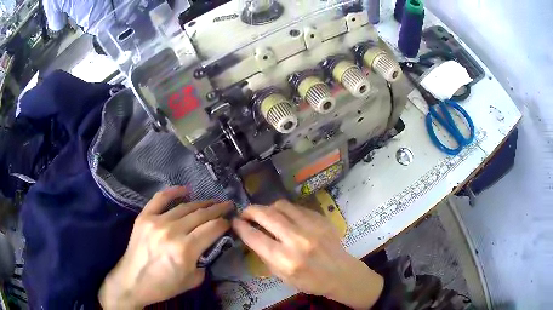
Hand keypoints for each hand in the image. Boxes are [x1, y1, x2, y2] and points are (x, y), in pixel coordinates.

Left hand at [98, 186, 232, 308]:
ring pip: (184, 207)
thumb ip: (204, 262)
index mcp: (186, 249)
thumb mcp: (192, 281)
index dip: (224, 223)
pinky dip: (173, 192)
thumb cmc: (163, 286)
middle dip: (217, 209)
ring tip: (212, 201)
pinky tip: (185, 190)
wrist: (132, 282)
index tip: (231, 221)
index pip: (212, 229)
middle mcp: (172, 231)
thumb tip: (209, 247)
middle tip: (228, 205)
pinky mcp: (144, 217)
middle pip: (201, 214)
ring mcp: (156, 221)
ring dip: (201, 203)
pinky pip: (160, 199)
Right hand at [233, 200, 383, 308]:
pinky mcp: (321, 219)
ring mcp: (311, 227)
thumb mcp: (282, 276)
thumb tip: (252, 236)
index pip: (255, 237)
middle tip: (245, 213)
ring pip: (281, 206)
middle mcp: (297, 240)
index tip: (234, 222)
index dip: (241, 227)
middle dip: (250, 211)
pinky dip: (286, 211)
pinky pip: (297, 207)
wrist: (340, 273)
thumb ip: (266, 256)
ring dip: (268, 208)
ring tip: (265, 214)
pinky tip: (286, 217)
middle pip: (266, 215)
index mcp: (285, 259)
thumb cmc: (310, 281)